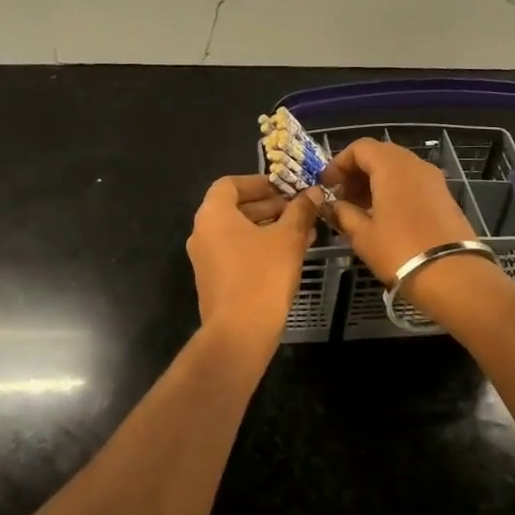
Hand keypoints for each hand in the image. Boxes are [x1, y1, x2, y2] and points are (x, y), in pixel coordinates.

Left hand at [187, 175, 323, 345]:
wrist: (240, 332)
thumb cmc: (263, 275)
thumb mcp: (288, 238)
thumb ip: (300, 211)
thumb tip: (312, 193)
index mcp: (213, 215)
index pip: (230, 184)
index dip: (259, 182)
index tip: (285, 188)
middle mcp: (202, 233)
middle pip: (234, 208)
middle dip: (269, 206)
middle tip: (298, 210)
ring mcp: (205, 259)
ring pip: (238, 233)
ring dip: (268, 228)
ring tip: (302, 232)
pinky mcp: (213, 281)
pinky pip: (237, 253)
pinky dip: (259, 248)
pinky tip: (289, 256)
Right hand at [321, 138, 478, 284]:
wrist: (452, 275)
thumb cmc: (399, 251)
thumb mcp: (362, 235)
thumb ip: (343, 213)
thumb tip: (332, 205)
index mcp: (392, 167)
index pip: (360, 147)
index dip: (339, 163)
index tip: (326, 185)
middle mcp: (415, 164)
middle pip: (380, 154)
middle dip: (357, 172)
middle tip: (342, 197)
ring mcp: (434, 179)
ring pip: (398, 168)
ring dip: (375, 182)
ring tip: (360, 209)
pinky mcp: (444, 196)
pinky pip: (413, 182)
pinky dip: (394, 190)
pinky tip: (384, 216)